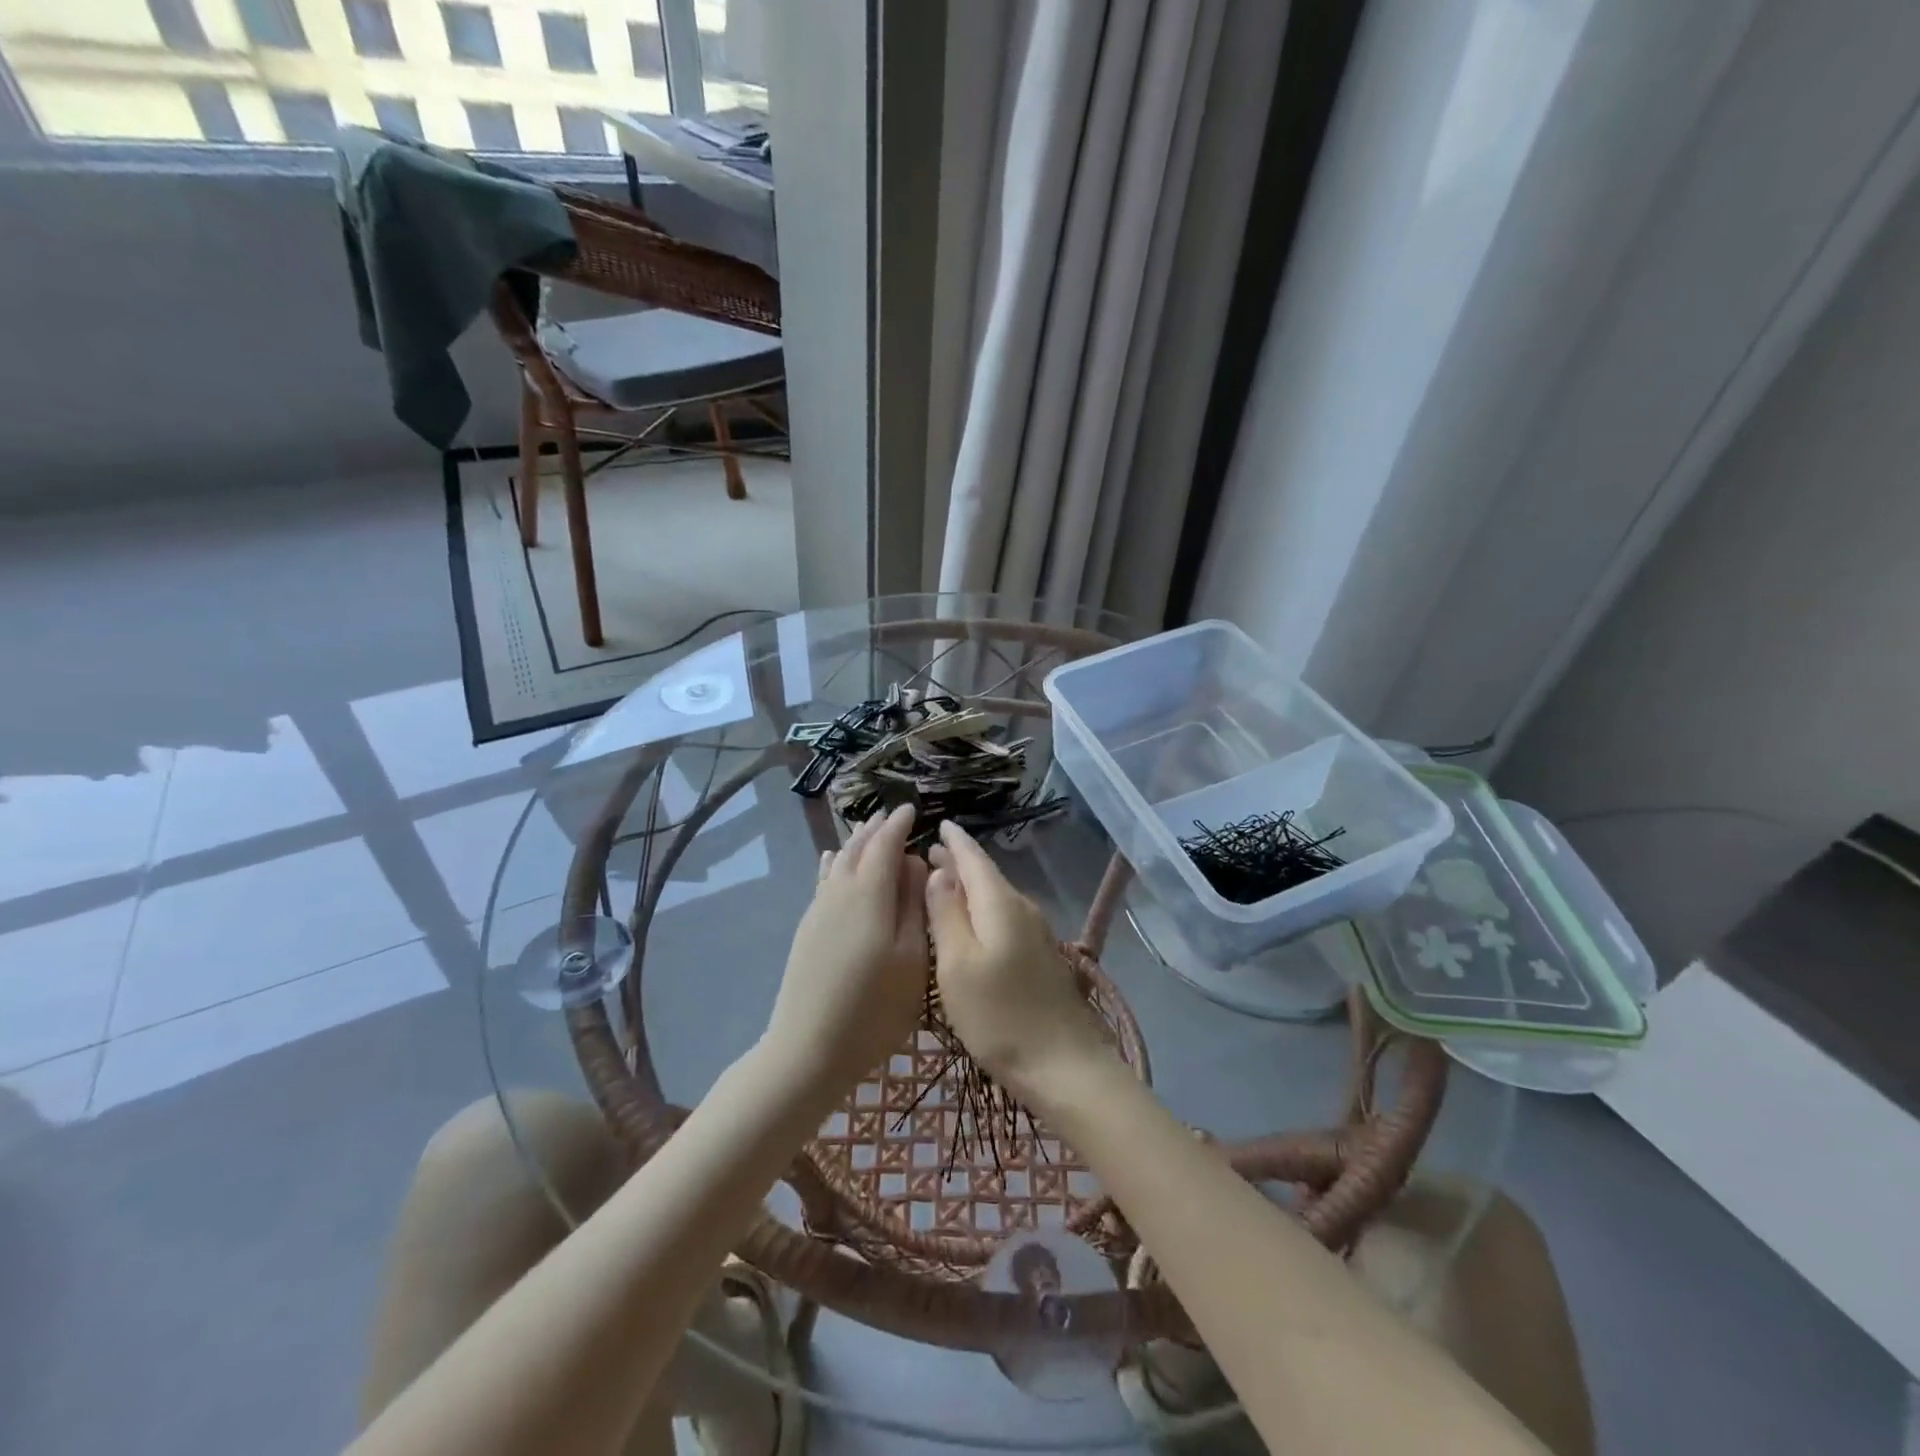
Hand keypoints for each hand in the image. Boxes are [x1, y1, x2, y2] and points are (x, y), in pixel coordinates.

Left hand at [762, 804, 928, 1104]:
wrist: (808, 1049)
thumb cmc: (874, 1008)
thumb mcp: (912, 959)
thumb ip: (915, 907)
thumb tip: (914, 864)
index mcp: (869, 894)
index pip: (885, 845)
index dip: (899, 825)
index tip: (913, 809)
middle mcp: (839, 892)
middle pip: (857, 848)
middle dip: (875, 829)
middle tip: (892, 816)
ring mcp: (818, 910)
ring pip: (838, 862)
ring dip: (855, 843)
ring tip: (867, 829)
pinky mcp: (807, 929)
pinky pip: (823, 881)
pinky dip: (833, 863)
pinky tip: (831, 860)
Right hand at [925, 820, 1113, 1100]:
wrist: (1064, 1065)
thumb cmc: (999, 1016)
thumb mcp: (957, 965)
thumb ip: (946, 914)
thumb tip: (939, 873)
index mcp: (1000, 903)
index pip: (974, 858)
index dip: (954, 841)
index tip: (938, 824)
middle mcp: (1021, 908)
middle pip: (986, 876)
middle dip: (958, 862)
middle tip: (929, 853)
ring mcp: (1035, 933)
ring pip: (996, 896)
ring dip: (969, 886)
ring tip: (943, 881)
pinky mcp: (1039, 956)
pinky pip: (1004, 917)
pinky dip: (982, 909)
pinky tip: (970, 922)